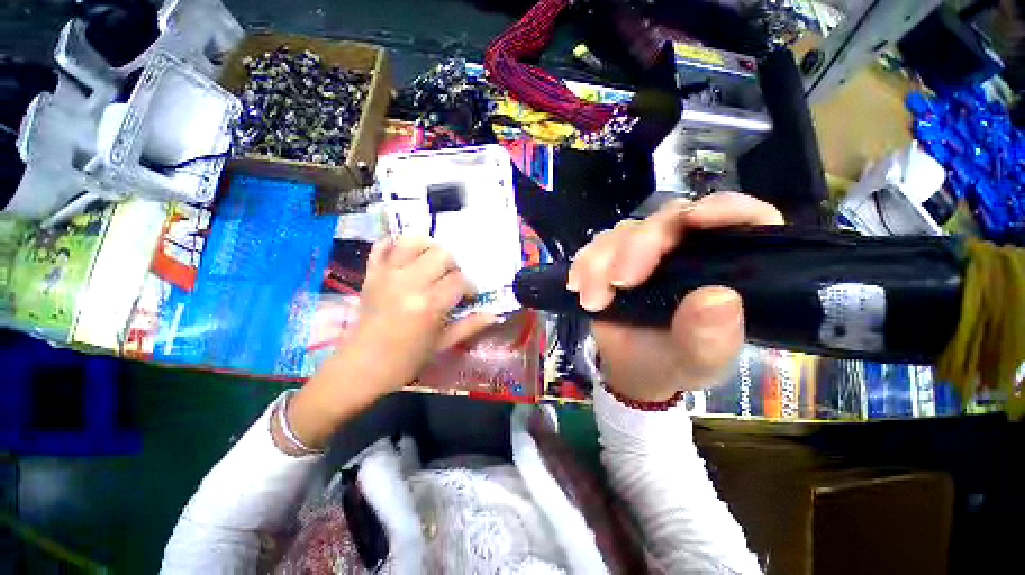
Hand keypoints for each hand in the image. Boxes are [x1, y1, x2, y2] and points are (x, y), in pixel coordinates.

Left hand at [350, 237, 496, 392]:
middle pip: (441, 253)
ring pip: (414, 241)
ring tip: (430, 265)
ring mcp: (387, 274)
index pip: (460, 280)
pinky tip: (405, 258)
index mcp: (429, 304)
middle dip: (452, 266)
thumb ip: (469, 326)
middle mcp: (409, 282)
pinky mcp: (371, 273)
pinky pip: (382, 246)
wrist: (360, 367)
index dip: (469, 287)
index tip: (468, 296)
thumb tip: (494, 315)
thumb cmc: (405, 360)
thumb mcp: (442, 345)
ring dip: (428, 249)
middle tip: (449, 281)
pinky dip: (394, 246)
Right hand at [568, 192, 783, 401]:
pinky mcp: (615, 256)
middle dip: (639, 247)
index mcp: (730, 267)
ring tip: (593, 300)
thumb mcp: (699, 361)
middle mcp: (690, 248)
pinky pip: (596, 245)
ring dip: (602, 260)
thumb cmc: (675, 363)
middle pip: (668, 220)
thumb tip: (718, 298)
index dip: (726, 208)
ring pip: (625, 231)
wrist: (633, 369)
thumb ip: (712, 336)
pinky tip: (578, 286)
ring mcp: (649, 250)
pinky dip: (584, 262)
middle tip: (619, 283)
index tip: (695, 219)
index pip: (747, 219)